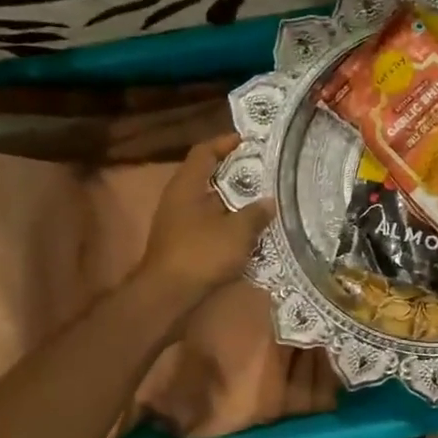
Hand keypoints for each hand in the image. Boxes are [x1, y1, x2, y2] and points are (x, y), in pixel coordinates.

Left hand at [139, 134, 275, 304]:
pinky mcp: (182, 243)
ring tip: (261, 200)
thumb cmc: (201, 254)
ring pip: (208, 202)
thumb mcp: (237, 232)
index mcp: (187, 186)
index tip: (247, 141)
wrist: (168, 295)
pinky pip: (208, 223)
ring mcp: (177, 223)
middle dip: (234, 173)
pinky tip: (247, 230)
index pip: (204, 152)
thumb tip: (269, 202)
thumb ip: (255, 213)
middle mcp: (178, 199)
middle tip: (262, 172)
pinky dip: (227, 221)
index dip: (224, 143)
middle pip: (207, 176)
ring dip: (232, 200)